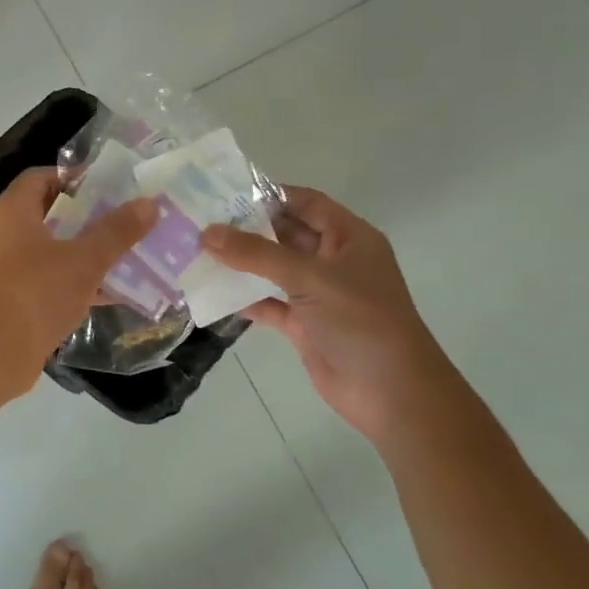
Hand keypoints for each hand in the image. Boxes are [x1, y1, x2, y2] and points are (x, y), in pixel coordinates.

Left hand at [0, 169, 157, 399]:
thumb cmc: (36, 292)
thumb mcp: (84, 259)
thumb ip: (117, 231)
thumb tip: (150, 203)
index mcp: (13, 210)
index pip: (43, 176)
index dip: (75, 177)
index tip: (111, 186)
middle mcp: (6, 232)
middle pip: (52, 212)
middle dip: (90, 216)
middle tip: (127, 218)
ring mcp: (9, 267)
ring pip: (55, 249)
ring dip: (88, 250)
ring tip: (130, 251)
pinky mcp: (17, 298)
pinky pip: (53, 280)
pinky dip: (80, 282)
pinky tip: (116, 291)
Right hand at [202, 187, 451, 440]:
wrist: (392, 395)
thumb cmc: (361, 321)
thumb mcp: (310, 278)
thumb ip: (257, 254)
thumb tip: (207, 233)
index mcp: (349, 238)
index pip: (306, 203)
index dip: (270, 195)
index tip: (224, 194)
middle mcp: (334, 261)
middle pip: (285, 234)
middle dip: (246, 229)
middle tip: (200, 221)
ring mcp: (319, 295)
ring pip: (273, 270)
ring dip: (241, 263)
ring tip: (196, 252)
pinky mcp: (305, 325)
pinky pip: (269, 303)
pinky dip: (245, 299)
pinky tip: (212, 293)